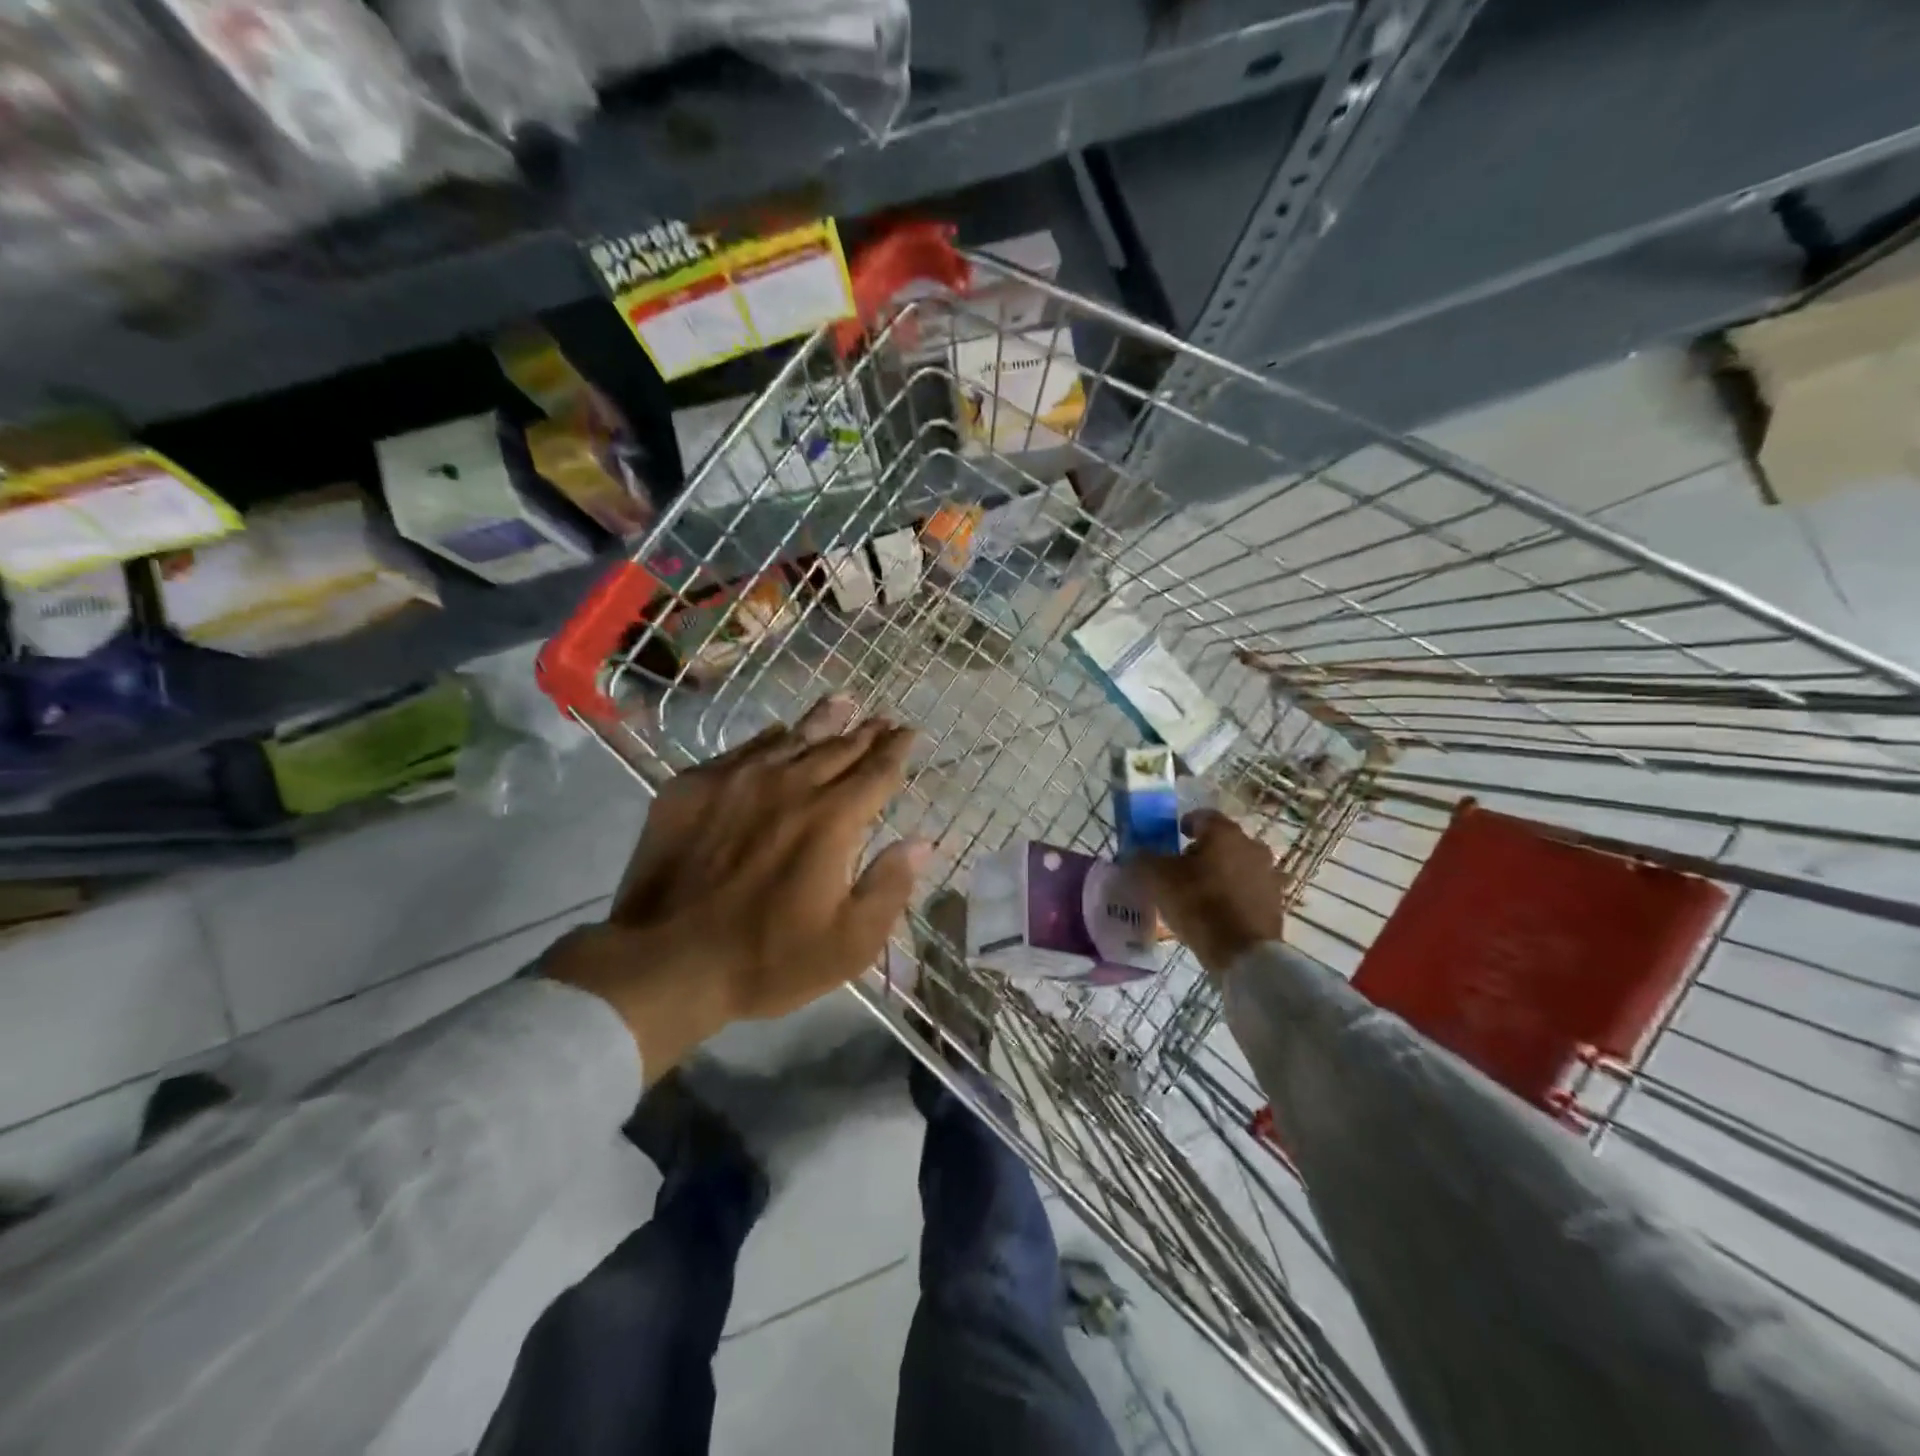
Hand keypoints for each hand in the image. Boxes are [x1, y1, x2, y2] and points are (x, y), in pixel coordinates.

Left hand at [545, 695, 928, 1077]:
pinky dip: (770, 739)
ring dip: (824, 721)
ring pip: (792, 738)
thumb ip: (890, 886)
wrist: (664, 961)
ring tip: (843, 703)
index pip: (877, 771)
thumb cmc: (767, 959)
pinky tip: (778, 733)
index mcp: (832, 819)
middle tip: (883, 719)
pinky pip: (744, 750)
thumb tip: (922, 842)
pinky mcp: (694, 786)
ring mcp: (738, 780)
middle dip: (866, 732)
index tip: (910, 732)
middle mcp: (790, 785)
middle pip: (839, 747)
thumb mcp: (849, 943)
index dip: (897, 750)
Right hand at [1138, 810, 1287, 973]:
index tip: (1174, 835)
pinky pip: (1250, 889)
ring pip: (1239, 864)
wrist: (1243, 952)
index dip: (1186, 824)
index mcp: (1224, 833)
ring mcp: (1268, 874)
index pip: (1203, 816)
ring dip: (1222, 872)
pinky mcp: (1276, 902)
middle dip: (1205, 850)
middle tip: (1184, 867)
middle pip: (1224, 841)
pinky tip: (1220, 910)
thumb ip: (1145, 859)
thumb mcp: (1158, 879)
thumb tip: (1138, 853)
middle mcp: (1252, 846)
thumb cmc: (1199, 904)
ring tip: (1202, 891)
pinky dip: (1236, 894)